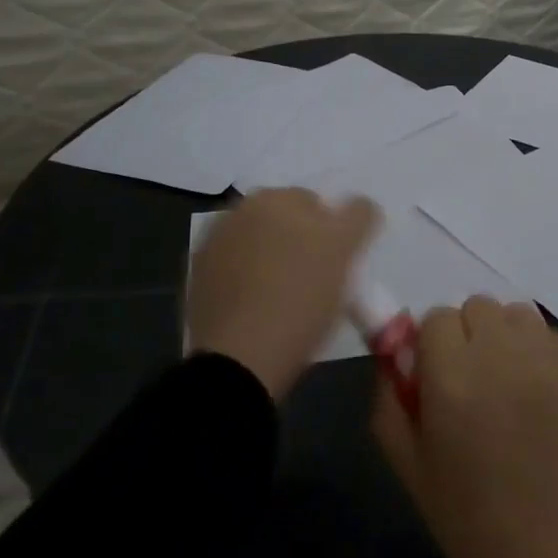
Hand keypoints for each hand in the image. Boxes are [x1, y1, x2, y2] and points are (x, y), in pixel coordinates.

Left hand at [188, 189, 379, 400]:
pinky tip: (258, 306)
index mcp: (274, 198)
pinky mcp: (198, 277)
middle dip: (301, 240)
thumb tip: (360, 205)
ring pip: (260, 243)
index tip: (338, 265)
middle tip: (316, 280)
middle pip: (286, 220)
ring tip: (284, 296)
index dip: (334, 234)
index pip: (318, 204)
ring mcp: (214, 243)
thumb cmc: (301, 300)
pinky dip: (247, 278)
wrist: (240, 359)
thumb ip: (358, 217)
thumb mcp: (343, 254)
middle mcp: (239, 210)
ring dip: (273, 257)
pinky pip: (235, 268)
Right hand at [371, 297, 557, 557]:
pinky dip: (532, 348)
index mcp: (453, 379)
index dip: (429, 347)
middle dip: (463, 336)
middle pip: (474, 306)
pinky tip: (532, 390)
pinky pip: (544, 333)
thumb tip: (391, 357)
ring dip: (499, 335)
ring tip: (501, 380)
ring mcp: (545, 360)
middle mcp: (500, 355)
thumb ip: (389, 401)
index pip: (435, 318)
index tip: (433, 381)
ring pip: (512, 312)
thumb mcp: (410, 469)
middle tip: (467, 382)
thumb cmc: (472, 521)